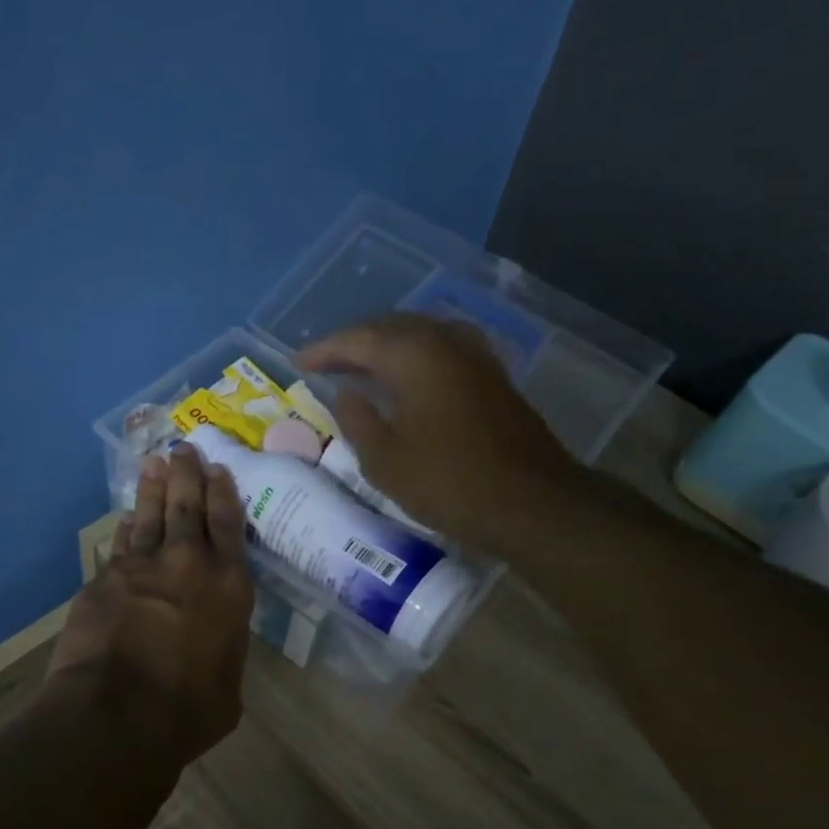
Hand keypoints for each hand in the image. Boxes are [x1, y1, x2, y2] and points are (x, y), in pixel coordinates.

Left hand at [46, 444, 253, 765]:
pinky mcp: (104, 580)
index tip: (219, 470)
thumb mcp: (227, 688)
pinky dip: (127, 527)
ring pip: (151, 516)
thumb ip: (224, 653)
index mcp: (229, 587)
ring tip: (156, 463)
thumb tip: (213, 646)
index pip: (228, 526)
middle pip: (188, 507)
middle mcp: (188, 565)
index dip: (224, 494)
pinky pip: (120, 544)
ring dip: (155, 488)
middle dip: (188, 474)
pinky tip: (128, 516)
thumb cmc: (187, 710)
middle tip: (185, 448)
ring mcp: (141, 568)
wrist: (116, 714)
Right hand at [297, 314, 577, 552]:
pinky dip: (415, 356)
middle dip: (354, 342)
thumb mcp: (383, 460)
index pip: (357, 338)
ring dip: (386, 346)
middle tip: (326, 362)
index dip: (324, 350)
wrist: (530, 501)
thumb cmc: (447, 482)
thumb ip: (357, 419)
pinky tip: (407, 376)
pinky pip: (442, 349)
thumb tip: (346, 393)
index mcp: (412, 355)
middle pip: (390, 327)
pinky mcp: (492, 375)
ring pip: (419, 334)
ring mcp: (474, 355)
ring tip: (362, 366)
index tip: (298, 362)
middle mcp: (444, 341)